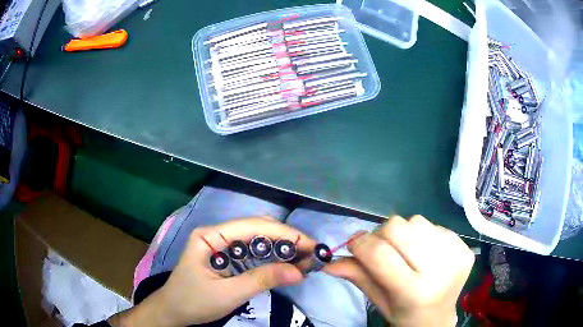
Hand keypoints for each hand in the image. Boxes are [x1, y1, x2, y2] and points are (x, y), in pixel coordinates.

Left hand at [109, 217, 315, 326]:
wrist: (173, 311)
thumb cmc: (194, 302)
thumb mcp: (228, 294)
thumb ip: (262, 280)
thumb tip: (299, 272)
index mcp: (211, 236)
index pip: (253, 226)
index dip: (285, 234)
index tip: (311, 245)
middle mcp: (217, 233)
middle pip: (257, 228)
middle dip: (286, 239)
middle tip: (311, 254)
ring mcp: (221, 244)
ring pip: (257, 238)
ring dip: (281, 247)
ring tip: (303, 259)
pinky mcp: (226, 256)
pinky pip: (252, 251)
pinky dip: (271, 257)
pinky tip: (285, 264)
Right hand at [325, 215, 474, 326]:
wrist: (438, 318)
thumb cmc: (404, 313)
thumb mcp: (378, 301)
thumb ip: (357, 277)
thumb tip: (328, 262)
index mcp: (413, 292)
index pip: (380, 254)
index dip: (361, 243)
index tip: (354, 244)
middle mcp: (439, 271)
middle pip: (399, 227)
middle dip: (382, 235)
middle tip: (383, 250)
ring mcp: (456, 255)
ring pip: (417, 221)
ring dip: (405, 234)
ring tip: (408, 253)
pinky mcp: (465, 246)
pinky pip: (435, 225)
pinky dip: (425, 235)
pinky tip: (426, 254)